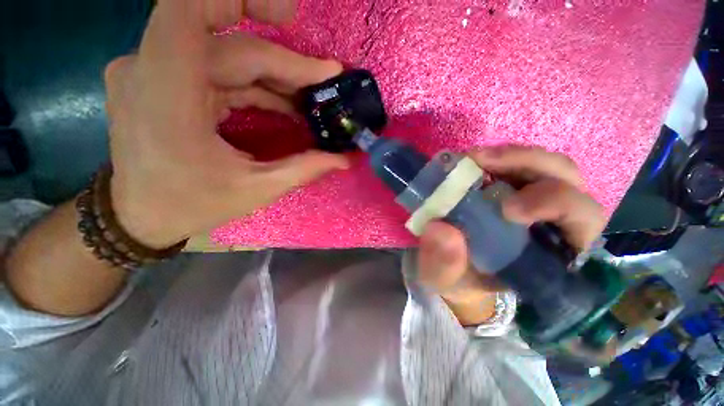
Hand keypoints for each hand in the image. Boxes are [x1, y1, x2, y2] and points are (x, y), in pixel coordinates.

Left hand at [104, 0, 348, 247]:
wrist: (141, 215)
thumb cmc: (192, 205)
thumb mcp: (256, 190)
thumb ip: (304, 169)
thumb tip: (344, 159)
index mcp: (167, 97)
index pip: (189, 9)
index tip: (289, 15)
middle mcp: (151, 70)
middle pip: (232, 46)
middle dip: (287, 64)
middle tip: (327, 83)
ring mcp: (153, 72)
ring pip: (228, 54)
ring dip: (276, 75)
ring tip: (312, 97)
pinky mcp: (163, 80)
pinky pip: (219, 69)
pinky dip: (257, 83)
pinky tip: (285, 102)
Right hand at [415, 145, 605, 325]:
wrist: (453, 265)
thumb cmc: (461, 278)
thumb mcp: (447, 279)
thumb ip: (445, 265)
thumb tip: (442, 230)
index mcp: (552, 251)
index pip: (581, 219)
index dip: (554, 205)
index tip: (506, 210)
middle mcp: (552, 219)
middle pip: (566, 179)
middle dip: (529, 166)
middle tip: (482, 164)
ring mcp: (531, 197)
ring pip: (544, 164)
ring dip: (510, 157)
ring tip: (472, 159)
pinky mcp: (509, 186)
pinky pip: (514, 162)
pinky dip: (493, 158)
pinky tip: (469, 163)